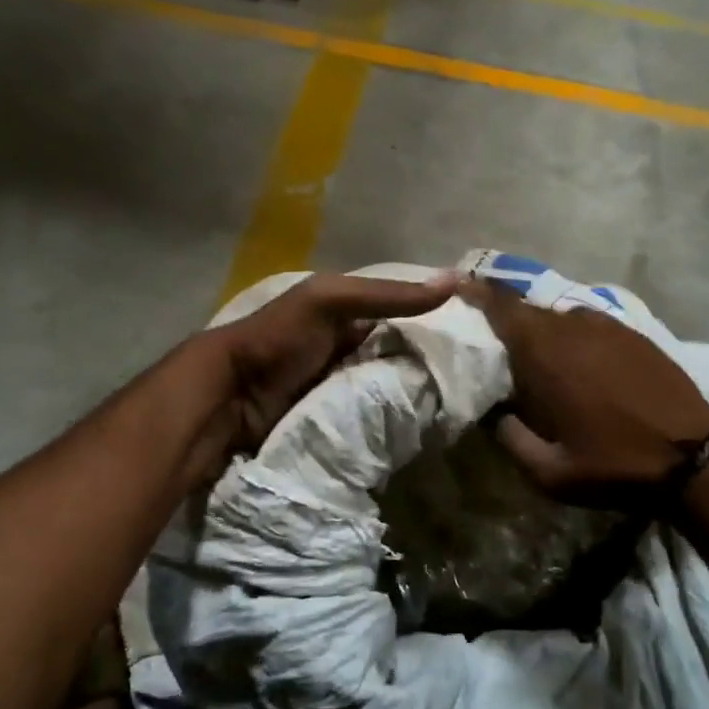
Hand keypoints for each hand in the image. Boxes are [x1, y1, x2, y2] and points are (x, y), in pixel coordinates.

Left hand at [208, 271, 458, 460]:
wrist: (230, 397)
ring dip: (417, 397)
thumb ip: (387, 295)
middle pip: (400, 356)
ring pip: (391, 390)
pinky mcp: (339, 423)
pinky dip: (396, 421)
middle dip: (430, 365)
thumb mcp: (330, 301)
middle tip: (476, 378)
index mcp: (347, 315)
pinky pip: (376, 419)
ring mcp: (343, 389)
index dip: (435, 321)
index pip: (403, 315)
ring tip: (462, 406)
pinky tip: (428, 427)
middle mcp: (348, 350)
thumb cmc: (279, 338)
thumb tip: (456, 281)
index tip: (478, 336)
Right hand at [461, 278, 708, 509]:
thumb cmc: (613, 464)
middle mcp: (571, 327)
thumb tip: (490, 412)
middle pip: (525, 308)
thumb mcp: (547, 471)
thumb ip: (508, 436)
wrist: (694, 459)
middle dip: (502, 316)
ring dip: (538, 328)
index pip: (498, 306)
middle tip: (488, 335)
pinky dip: (570, 333)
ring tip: (531, 352)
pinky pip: (587, 323)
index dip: (473, 292)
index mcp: (543, 352)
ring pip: (557, 315)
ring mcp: (606, 326)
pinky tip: (574, 358)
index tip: (454, 286)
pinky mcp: (632, 334)